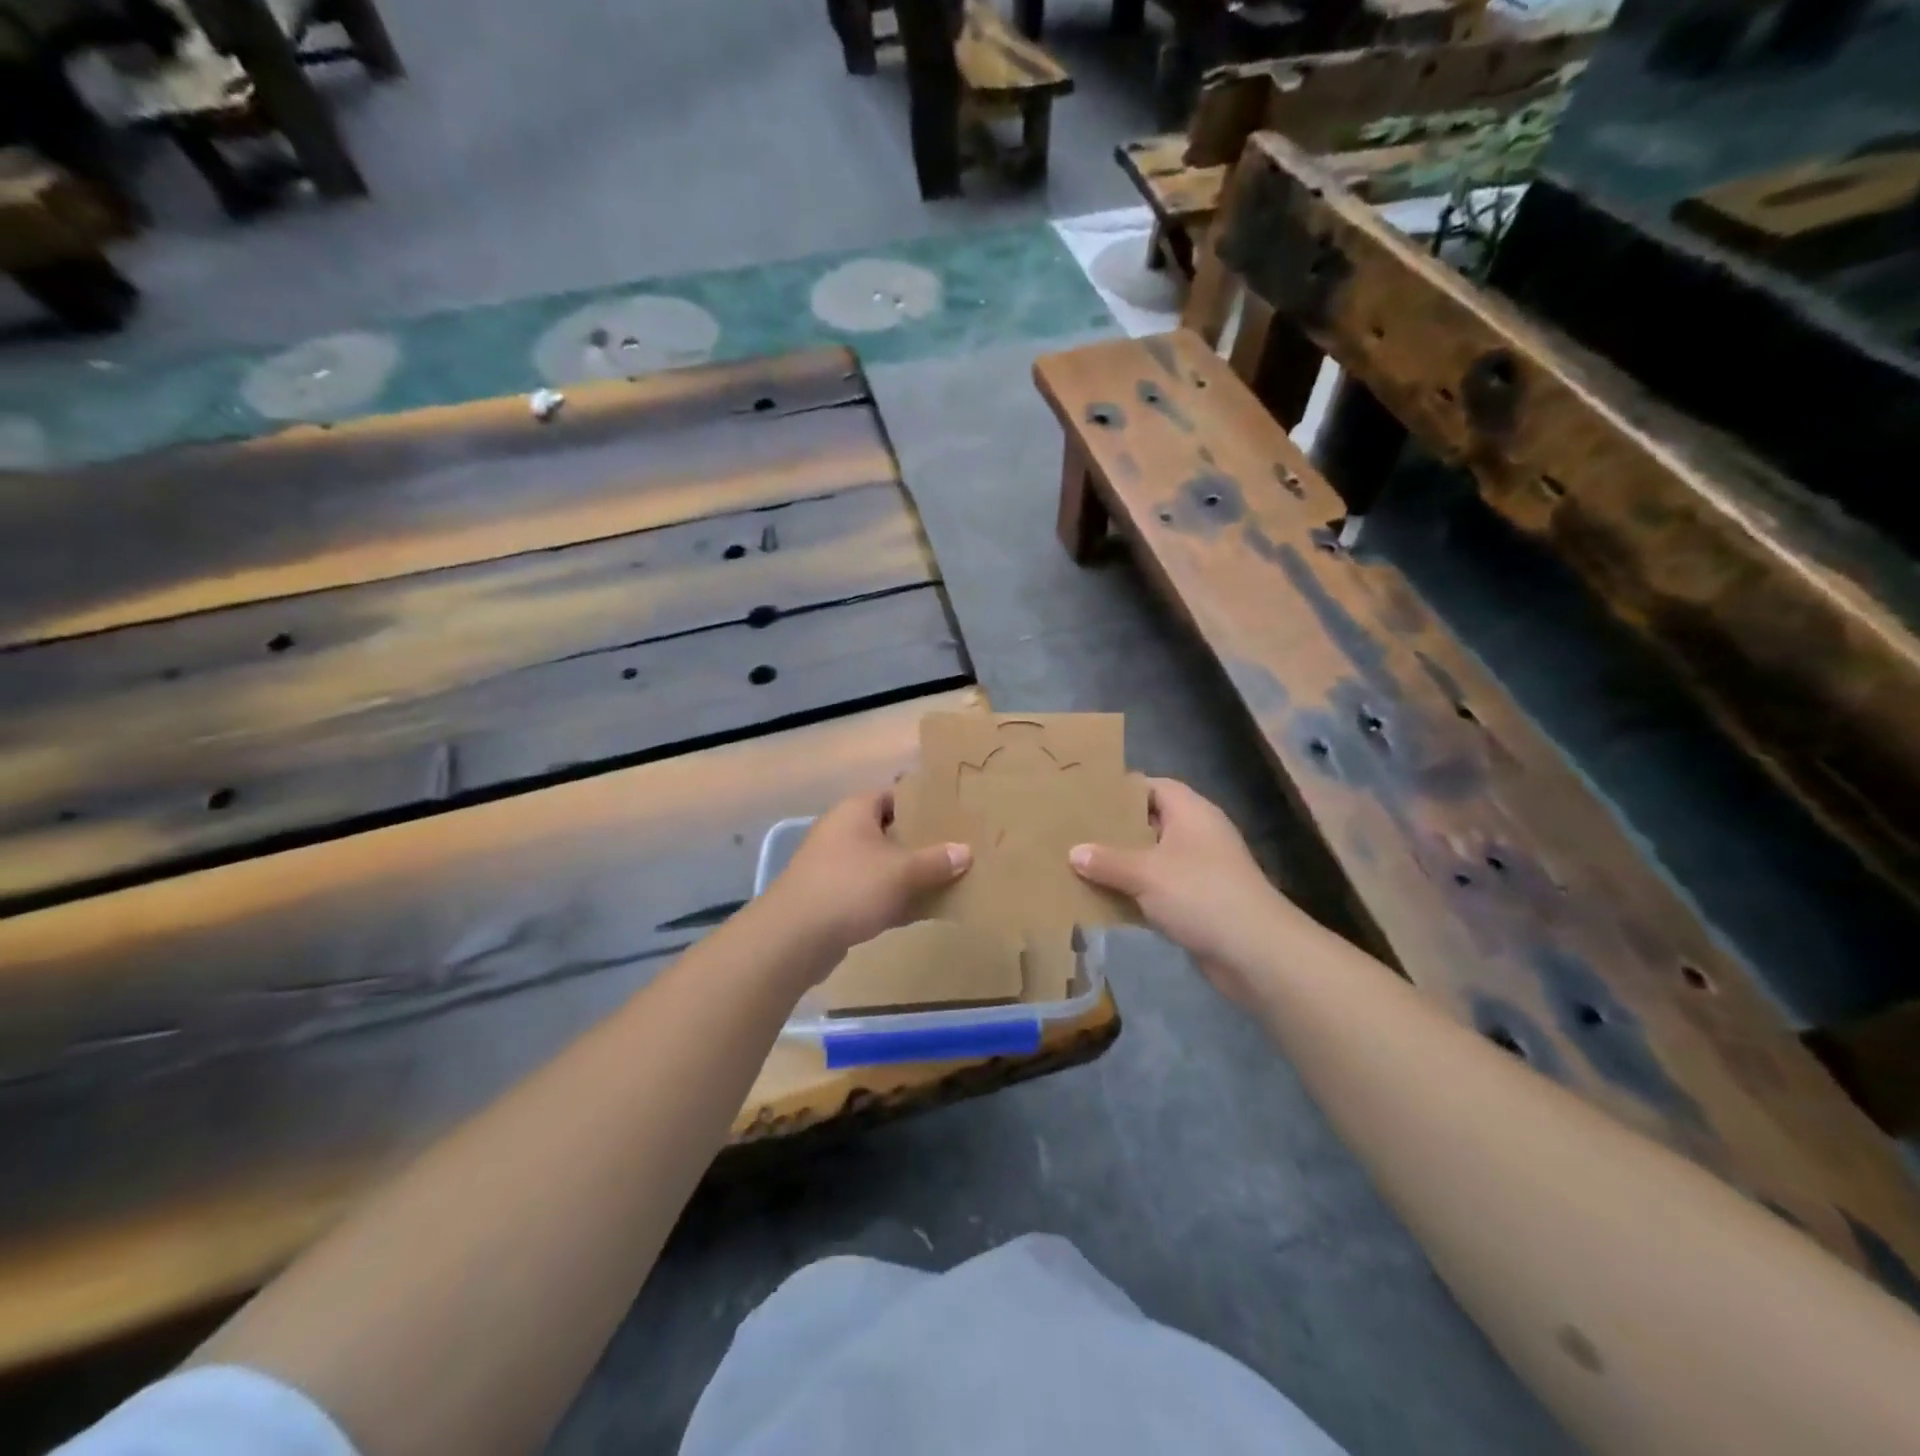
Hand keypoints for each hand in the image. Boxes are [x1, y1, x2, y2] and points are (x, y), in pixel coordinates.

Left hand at [762, 789, 970, 960]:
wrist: (794, 938)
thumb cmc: (850, 888)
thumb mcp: (902, 872)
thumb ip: (936, 861)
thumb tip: (965, 851)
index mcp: (855, 811)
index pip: (894, 795)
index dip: (923, 802)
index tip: (954, 813)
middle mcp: (843, 832)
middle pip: (890, 830)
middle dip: (922, 841)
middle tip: (958, 848)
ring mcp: (835, 867)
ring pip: (882, 864)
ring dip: (910, 873)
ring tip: (949, 879)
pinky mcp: (834, 899)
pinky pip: (873, 892)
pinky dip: (896, 898)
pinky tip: (925, 911)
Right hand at [1069, 778, 1308, 1006]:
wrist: (1255, 953)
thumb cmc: (1200, 895)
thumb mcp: (1146, 873)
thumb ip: (1107, 861)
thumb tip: (1074, 852)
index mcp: (1191, 812)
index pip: (1153, 786)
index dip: (1121, 790)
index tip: (1086, 798)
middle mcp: (1197, 834)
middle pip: (1150, 822)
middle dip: (1115, 829)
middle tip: (1075, 831)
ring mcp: (1200, 869)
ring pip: (1152, 858)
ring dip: (1122, 864)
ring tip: (1080, 864)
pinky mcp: (1198, 901)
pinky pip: (1158, 888)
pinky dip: (1135, 892)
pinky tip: (1104, 899)